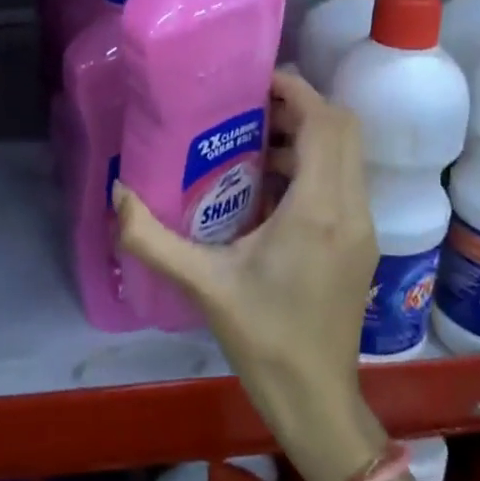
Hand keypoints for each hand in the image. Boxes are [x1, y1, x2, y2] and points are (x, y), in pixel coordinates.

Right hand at [113, 71, 384, 480]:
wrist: (315, 398)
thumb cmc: (263, 339)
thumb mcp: (202, 285)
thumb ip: (152, 239)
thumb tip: (117, 196)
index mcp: (318, 210)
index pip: (325, 124)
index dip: (295, 91)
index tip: (254, 82)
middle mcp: (351, 209)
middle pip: (343, 129)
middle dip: (301, 106)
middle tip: (249, 107)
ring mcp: (362, 227)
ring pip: (346, 155)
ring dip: (307, 136)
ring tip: (252, 141)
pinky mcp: (360, 243)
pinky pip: (343, 181)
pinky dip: (314, 165)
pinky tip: (268, 188)